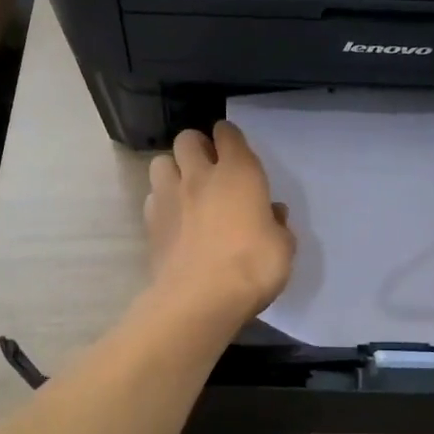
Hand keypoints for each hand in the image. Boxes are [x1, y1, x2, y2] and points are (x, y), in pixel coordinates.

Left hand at [145, 122, 295, 326]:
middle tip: (208, 167)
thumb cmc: (252, 267)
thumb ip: (277, 225)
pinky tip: (173, 218)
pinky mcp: (150, 223)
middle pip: (187, 139)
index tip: (234, 148)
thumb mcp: (283, 247)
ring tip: (185, 189)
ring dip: (173, 169)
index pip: (228, 134)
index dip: (229, 136)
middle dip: (197, 146)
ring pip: (161, 162)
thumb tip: (271, 215)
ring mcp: (169, 197)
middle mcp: (200, 175)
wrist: (201, 299)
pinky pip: (152, 197)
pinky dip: (161, 201)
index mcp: (239, 173)